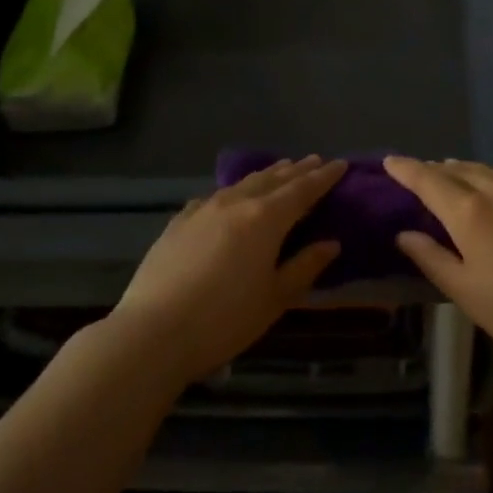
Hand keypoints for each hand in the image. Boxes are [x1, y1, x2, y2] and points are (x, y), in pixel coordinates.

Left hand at [110, 156, 343, 382]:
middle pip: (273, 179)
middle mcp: (236, 203)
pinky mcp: (178, 222)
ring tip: (280, 170)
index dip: (323, 177)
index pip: (303, 189)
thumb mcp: (275, 299)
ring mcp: (203, 209)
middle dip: (297, 170)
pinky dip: (232, 192)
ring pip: (242, 183)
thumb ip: (305, 266)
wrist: (152, 332)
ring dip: (266, 175)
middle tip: (315, 160)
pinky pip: (213, 198)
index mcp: (266, 218)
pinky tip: (229, 198)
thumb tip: (331, 243)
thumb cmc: (224, 320)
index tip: (340, 164)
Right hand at [385, 156, 492, 371]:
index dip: (406, 169)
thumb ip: (431, 258)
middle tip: (420, 174)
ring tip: (453, 172)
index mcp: (467, 212)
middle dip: (435, 171)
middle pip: (457, 171)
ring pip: (487, 169)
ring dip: (465, 169)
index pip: (428, 181)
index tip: (389, 161)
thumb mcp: (464, 291)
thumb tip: (404, 234)